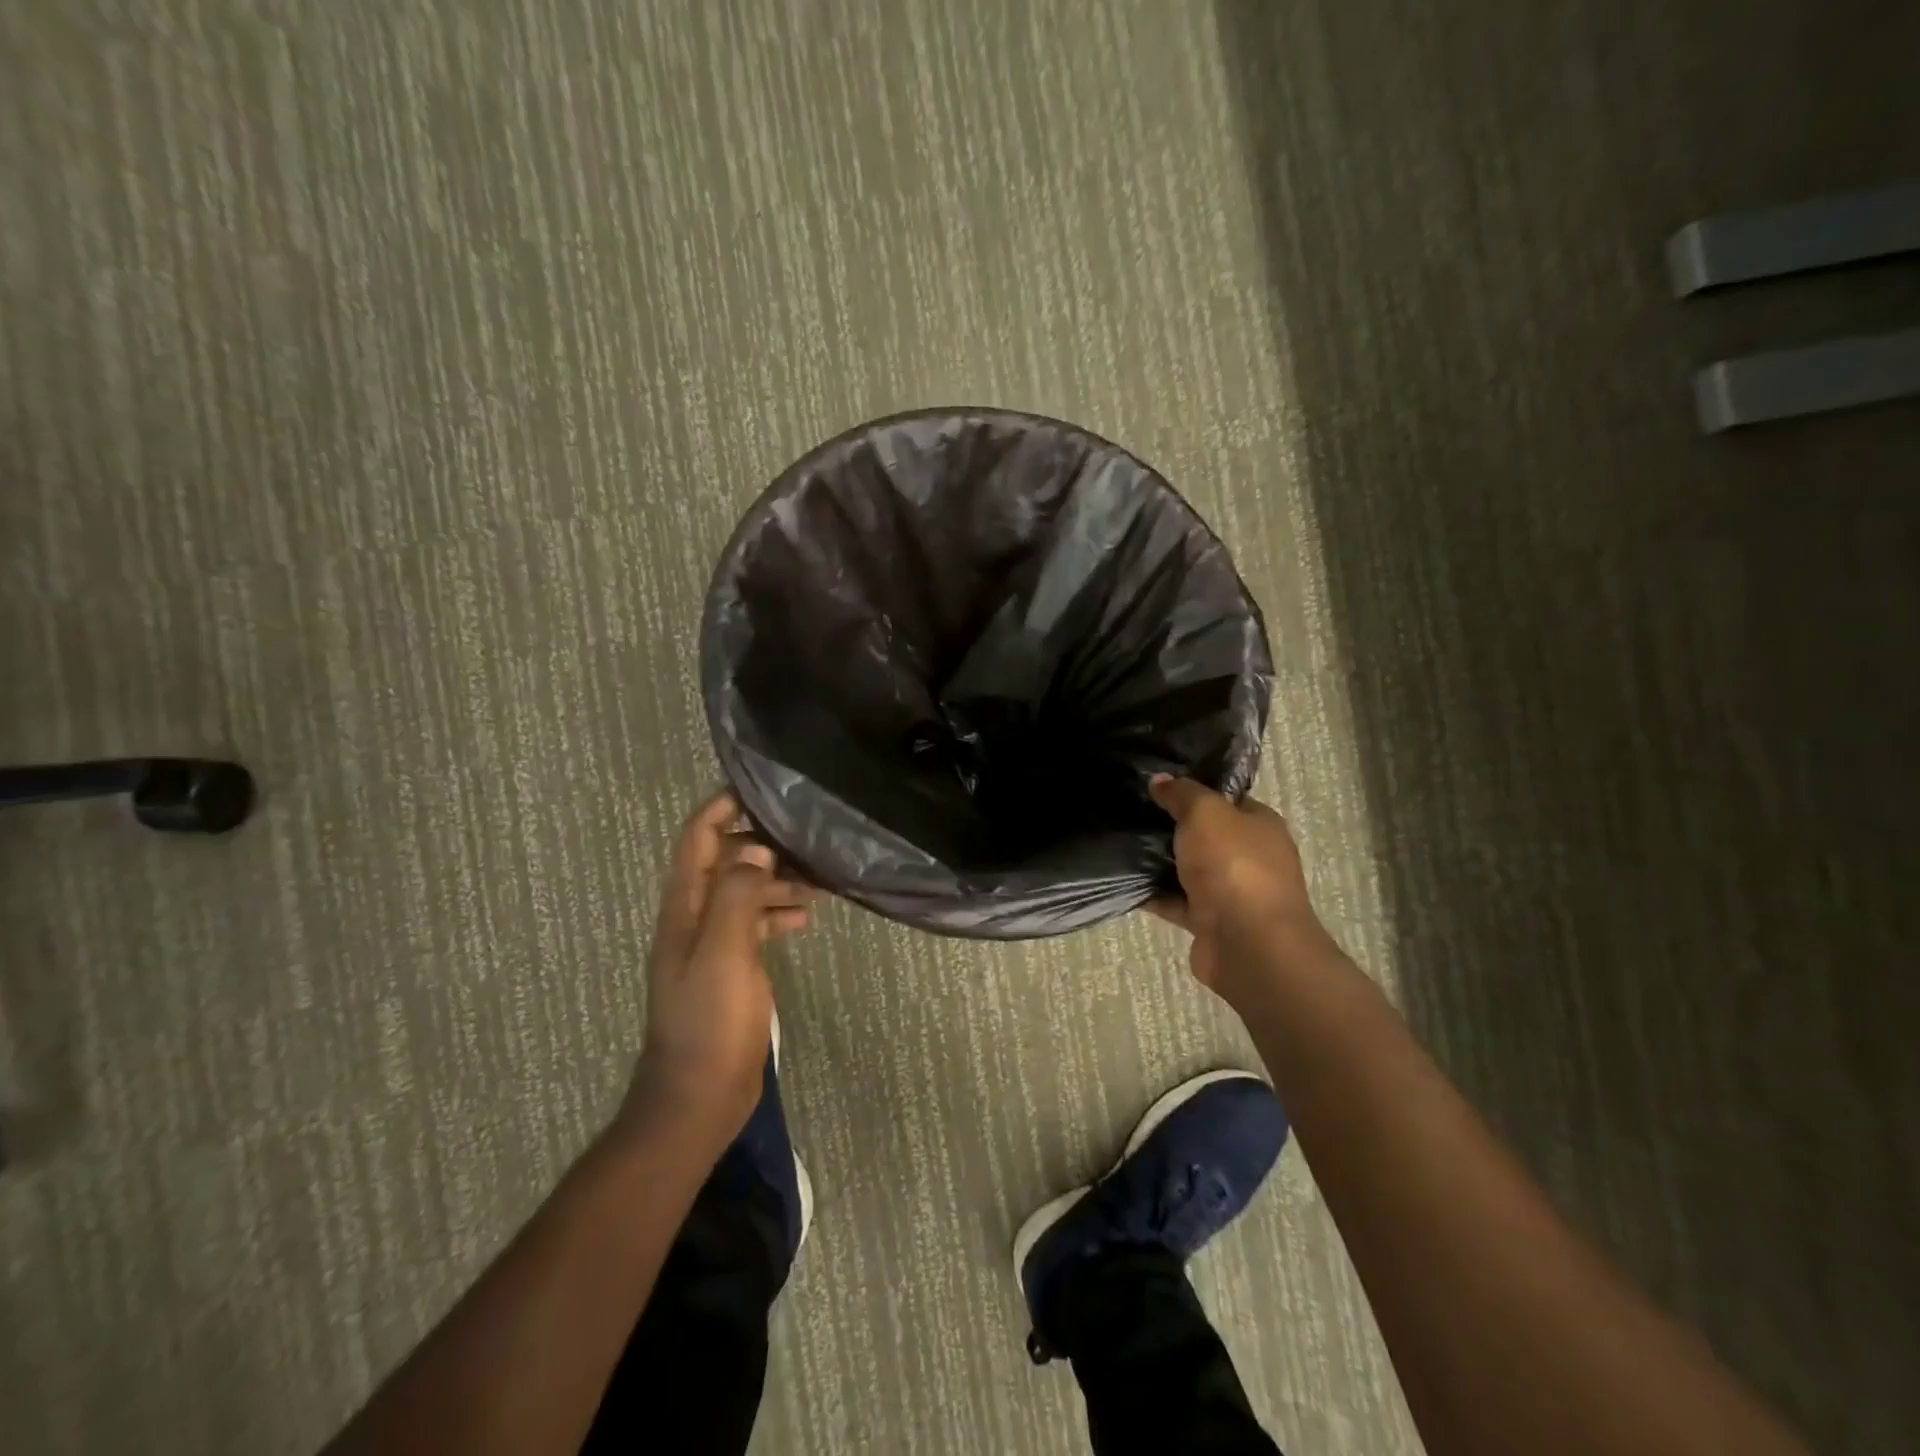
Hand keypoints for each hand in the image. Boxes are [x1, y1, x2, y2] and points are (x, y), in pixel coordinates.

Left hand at [626, 790, 815, 1143]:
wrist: (698, 1094)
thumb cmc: (709, 1021)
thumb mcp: (722, 952)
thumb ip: (736, 895)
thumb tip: (757, 849)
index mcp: (685, 906)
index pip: (698, 837)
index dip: (722, 805)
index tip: (762, 787)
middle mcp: (695, 916)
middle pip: (726, 859)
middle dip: (763, 841)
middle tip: (808, 837)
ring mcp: (713, 942)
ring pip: (746, 890)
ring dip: (777, 878)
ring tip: (820, 879)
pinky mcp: (732, 966)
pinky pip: (755, 922)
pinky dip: (778, 911)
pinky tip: (807, 917)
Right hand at [1146, 775, 1327, 1005]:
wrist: (1249, 944)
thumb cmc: (1234, 866)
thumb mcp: (1206, 813)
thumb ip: (1183, 794)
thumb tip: (1161, 780)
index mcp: (1260, 825)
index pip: (1227, 800)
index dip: (1195, 791)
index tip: (1157, 785)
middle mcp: (1251, 858)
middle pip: (1206, 836)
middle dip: (1173, 826)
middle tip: (1131, 811)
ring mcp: (1231, 893)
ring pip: (1189, 870)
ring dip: (1160, 862)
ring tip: (1120, 842)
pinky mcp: (1209, 923)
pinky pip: (1175, 902)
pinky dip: (1153, 895)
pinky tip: (1123, 881)